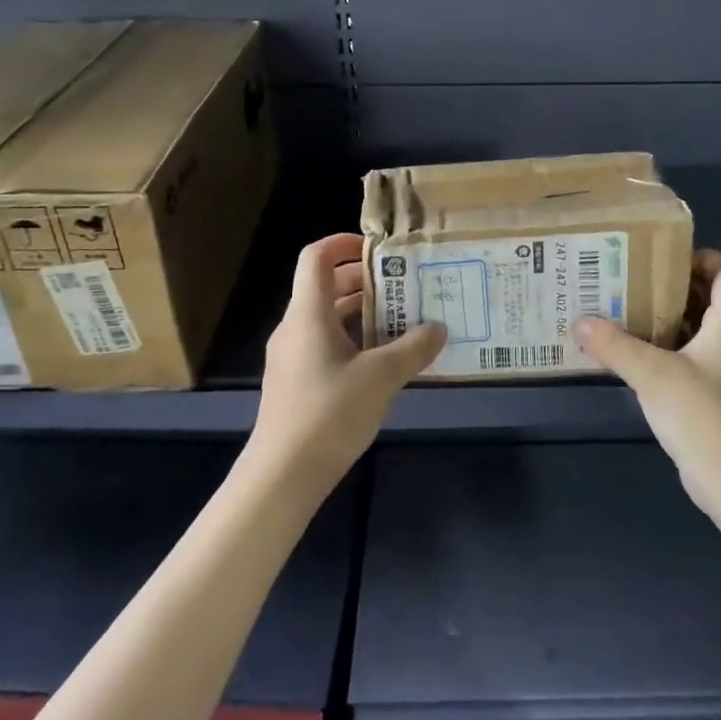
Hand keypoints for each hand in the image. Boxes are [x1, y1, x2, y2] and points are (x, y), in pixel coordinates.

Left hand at [251, 234, 445, 489]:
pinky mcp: (296, 383)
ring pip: (328, 319)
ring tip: (404, 322)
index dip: (344, 243)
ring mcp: (292, 357)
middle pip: (327, 287)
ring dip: (363, 315)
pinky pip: (326, 346)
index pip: (317, 257)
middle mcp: (295, 328)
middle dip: (366, 282)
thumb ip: (412, 348)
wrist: (282, 476)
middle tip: (405, 287)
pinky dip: (354, 342)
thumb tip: (438, 329)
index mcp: (308, 314)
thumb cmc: (329, 413)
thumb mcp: (381, 377)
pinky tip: (384, 363)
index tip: (379, 248)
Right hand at [576, 250, 720, 505]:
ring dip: (669, 316)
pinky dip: (668, 346)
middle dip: (675, 284)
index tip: (664, 258)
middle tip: (634, 278)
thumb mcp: (651, 373)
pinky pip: (692, 355)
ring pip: (701, 327)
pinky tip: (635, 353)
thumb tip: (579, 322)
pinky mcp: (714, 394)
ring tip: (628, 309)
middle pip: (713, 296)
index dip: (705, 257)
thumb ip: (614, 345)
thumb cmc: (701, 414)